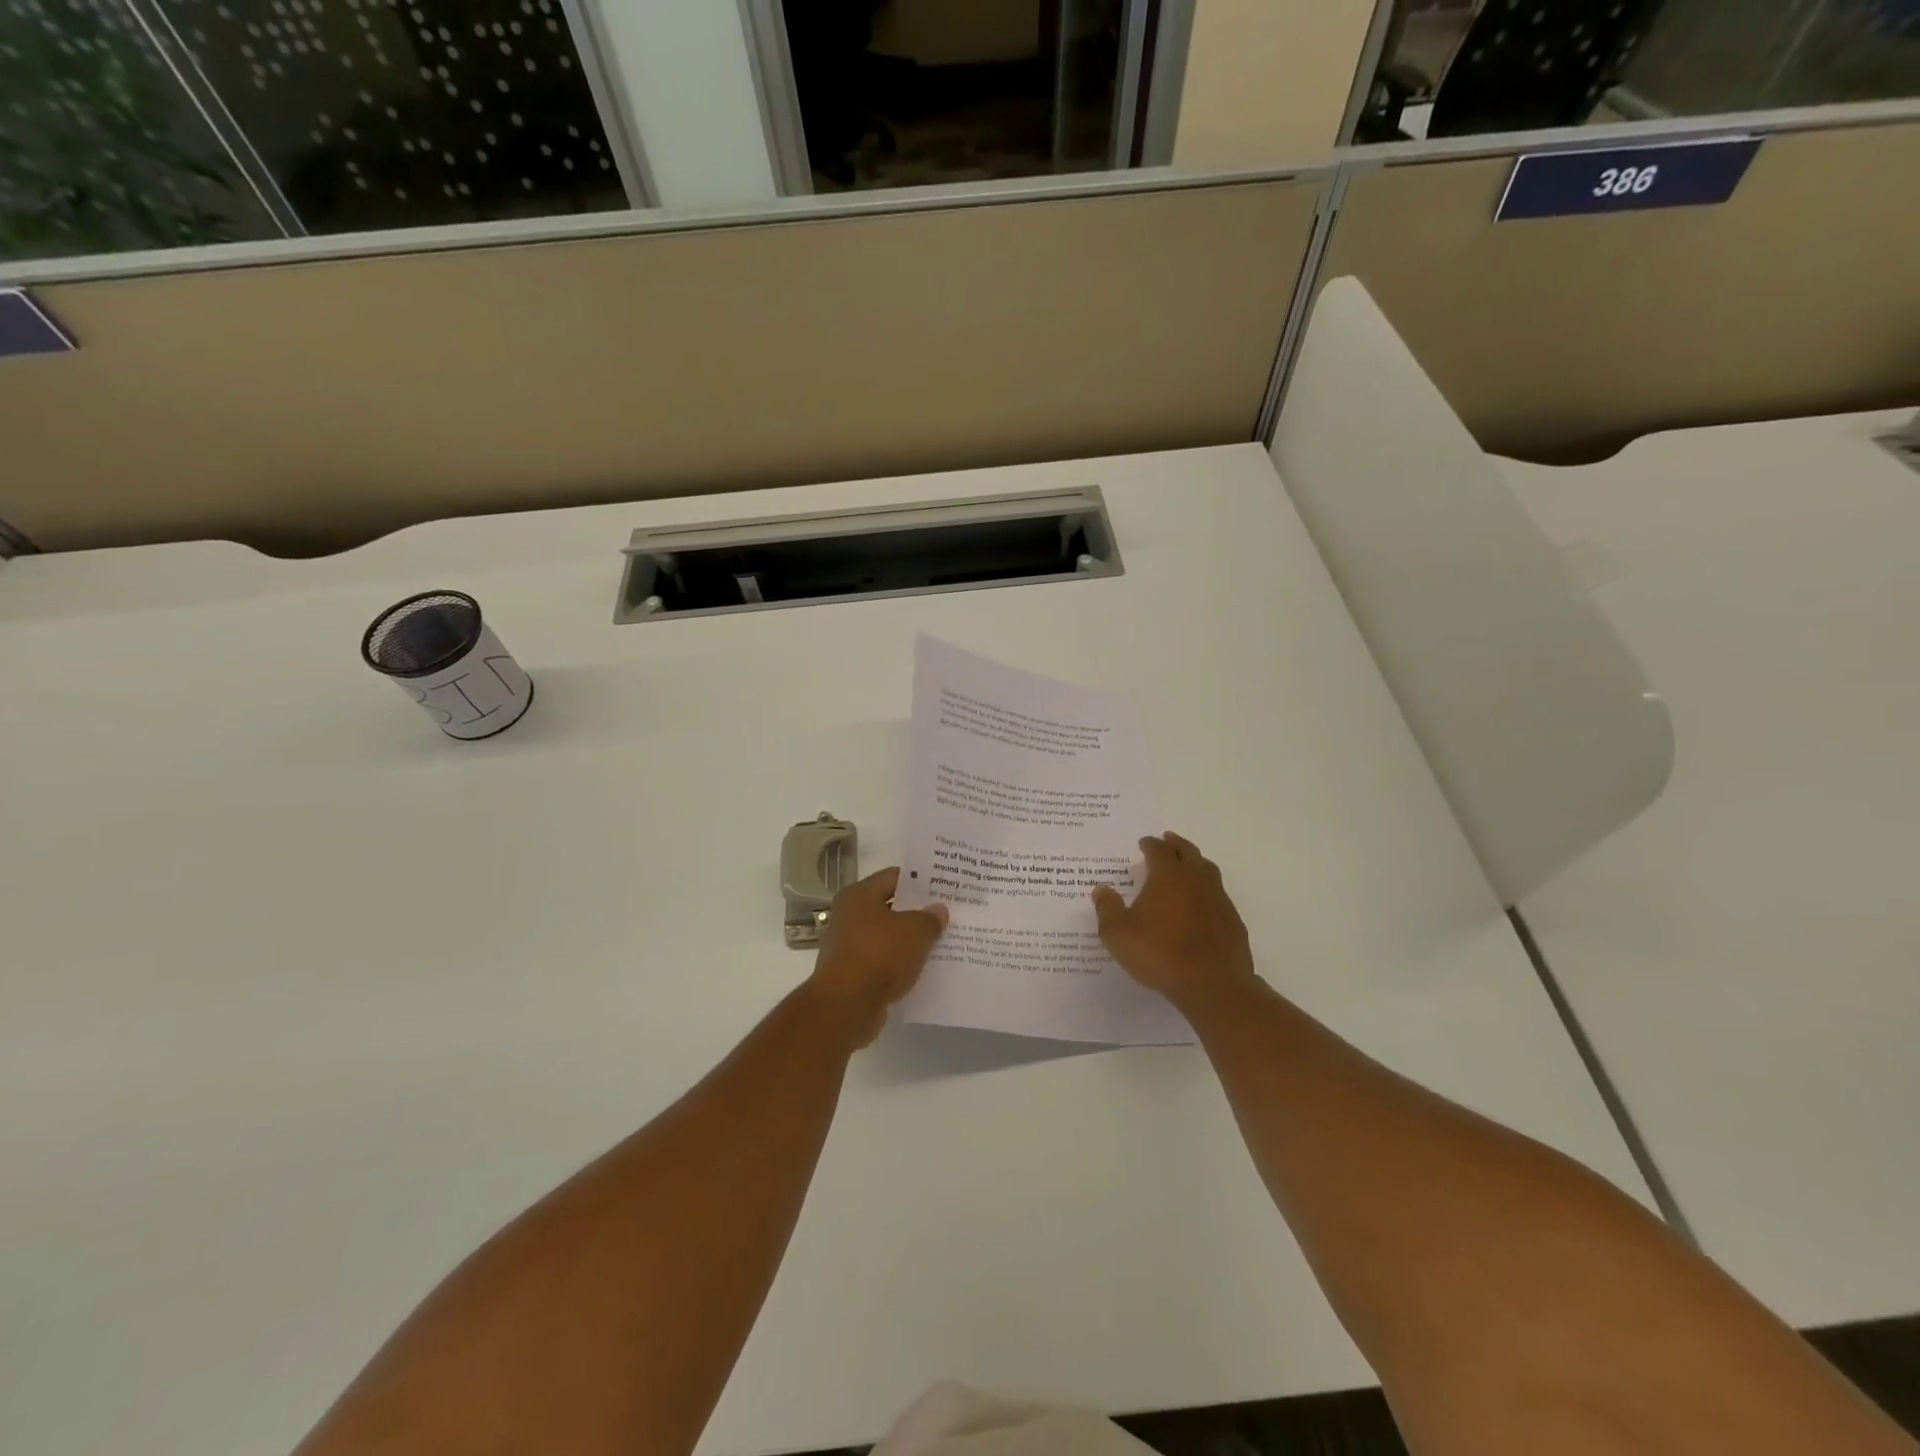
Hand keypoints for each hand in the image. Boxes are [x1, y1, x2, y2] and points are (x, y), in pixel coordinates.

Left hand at [809, 867, 948, 1046]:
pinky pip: (882, 963)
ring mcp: (847, 947)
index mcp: (858, 896)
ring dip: (909, 942)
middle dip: (916, 913)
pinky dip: (899, 965)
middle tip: (946, 915)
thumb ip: (930, 918)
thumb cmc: (880, 955)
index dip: (919, 882)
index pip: (893, 877)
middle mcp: (848, 917)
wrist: (846, 1006)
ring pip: (886, 938)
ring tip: (940, 943)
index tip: (943, 887)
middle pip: (889, 908)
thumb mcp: (916, 931)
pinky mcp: (851, 976)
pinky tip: (923, 970)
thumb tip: (939, 910)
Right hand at [1093, 833, 1255, 1007]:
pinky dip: (1208, 891)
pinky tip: (1202, 904)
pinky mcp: (1233, 921)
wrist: (1213, 985)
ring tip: (1187, 866)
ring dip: (1196, 863)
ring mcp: (1219, 899)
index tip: (1143, 843)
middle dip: (1176, 844)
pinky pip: (1219, 896)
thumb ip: (1107, 908)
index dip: (1150, 844)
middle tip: (1168, 840)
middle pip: (1188, 852)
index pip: (1159, 850)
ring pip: (1208, 870)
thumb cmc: (1159, 953)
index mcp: (1168, 875)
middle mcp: (1196, 879)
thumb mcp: (1118, 934)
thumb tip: (1101, 889)